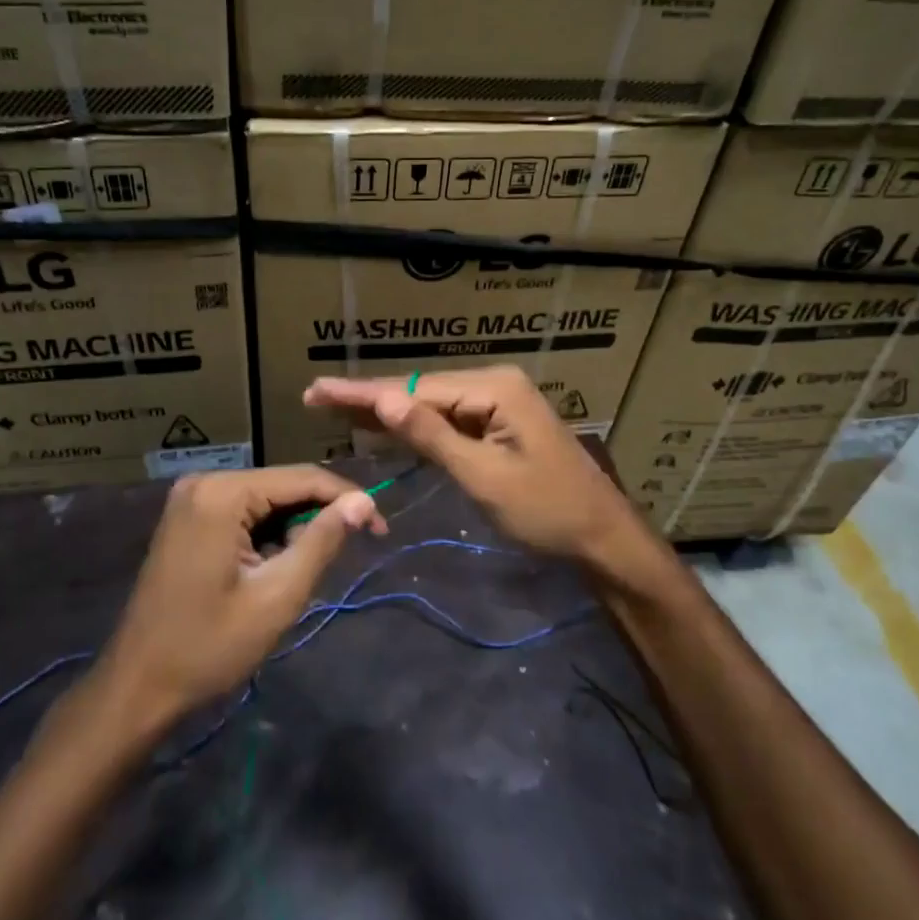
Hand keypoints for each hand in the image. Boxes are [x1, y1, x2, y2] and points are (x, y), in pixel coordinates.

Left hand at [95, 467, 383, 729]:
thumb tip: (363, 502)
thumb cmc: (209, 647)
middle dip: (318, 518)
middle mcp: (205, 481)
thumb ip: (323, 540)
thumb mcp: (278, 595)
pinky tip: (271, 570)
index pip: (303, 478)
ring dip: (292, 531)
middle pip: (283, 486)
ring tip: (298, 576)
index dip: (348, 499)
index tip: (381, 529)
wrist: (137, 687)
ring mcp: (192, 498)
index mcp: (223, 493)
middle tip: (344, 558)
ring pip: (266, 500)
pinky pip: (244, 512)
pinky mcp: (188, 516)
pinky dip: (267, 536)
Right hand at [303, 367, 643, 567]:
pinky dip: (415, 425)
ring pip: (431, 403)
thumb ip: (433, 436)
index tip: (318, 389)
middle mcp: (494, 383)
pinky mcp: (499, 423)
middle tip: (316, 396)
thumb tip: (384, 399)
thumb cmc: (546, 511)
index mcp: (494, 387)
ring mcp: (498, 402)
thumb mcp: (484, 476)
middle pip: (420, 390)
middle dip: (369, 397)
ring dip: (387, 409)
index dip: (363, 392)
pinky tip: (383, 423)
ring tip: (336, 406)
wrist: (602, 537)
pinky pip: (448, 419)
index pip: (415, 388)